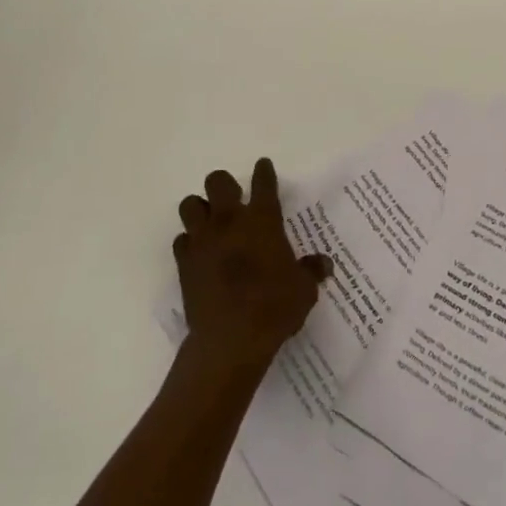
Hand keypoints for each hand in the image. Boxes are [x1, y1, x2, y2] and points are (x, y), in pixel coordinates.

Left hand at [174, 158, 331, 375]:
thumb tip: (324, 264)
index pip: (263, 183)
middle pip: (218, 182)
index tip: (263, 166)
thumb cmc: (274, 307)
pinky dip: (189, 243)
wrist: (231, 339)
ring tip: (211, 223)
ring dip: (200, 209)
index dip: (264, 172)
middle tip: (234, 199)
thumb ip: (311, 270)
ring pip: (190, 205)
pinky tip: (199, 254)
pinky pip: (181, 240)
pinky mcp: (184, 262)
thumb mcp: (304, 289)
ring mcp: (203, 240)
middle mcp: (229, 221)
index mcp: (262, 220)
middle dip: (224, 185)